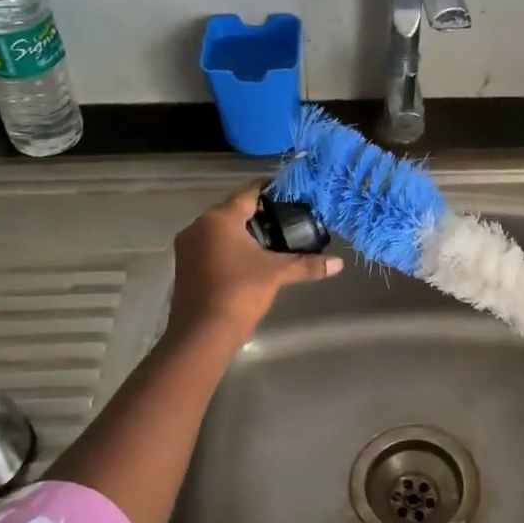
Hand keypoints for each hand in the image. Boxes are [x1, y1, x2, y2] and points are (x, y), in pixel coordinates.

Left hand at [169, 184, 341, 340]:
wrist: (203, 332)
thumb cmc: (240, 291)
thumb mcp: (277, 274)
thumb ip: (307, 264)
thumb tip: (339, 263)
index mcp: (220, 218)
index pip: (249, 193)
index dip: (271, 190)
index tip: (291, 194)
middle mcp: (199, 225)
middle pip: (234, 210)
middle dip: (259, 214)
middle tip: (287, 219)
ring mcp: (188, 246)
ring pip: (221, 229)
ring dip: (243, 232)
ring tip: (273, 239)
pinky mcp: (184, 265)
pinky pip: (211, 246)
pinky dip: (230, 247)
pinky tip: (250, 259)